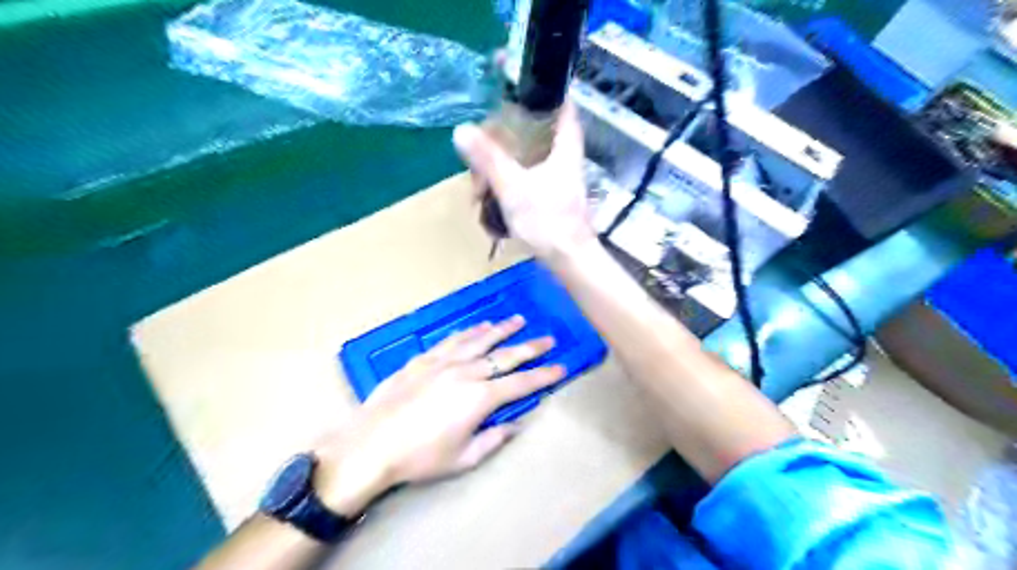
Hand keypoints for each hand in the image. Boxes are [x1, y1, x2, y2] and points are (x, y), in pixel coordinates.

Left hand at [315, 316, 562, 516]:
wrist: (371, 444)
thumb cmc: (420, 457)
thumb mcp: (463, 458)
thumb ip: (493, 438)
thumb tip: (515, 424)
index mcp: (480, 398)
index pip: (521, 383)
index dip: (544, 375)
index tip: (561, 367)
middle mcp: (466, 372)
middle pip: (505, 355)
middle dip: (530, 346)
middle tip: (548, 338)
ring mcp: (443, 361)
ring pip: (479, 340)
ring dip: (501, 329)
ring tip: (517, 320)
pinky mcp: (423, 359)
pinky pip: (452, 339)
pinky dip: (469, 332)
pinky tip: (477, 327)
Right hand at [454, 102, 598, 259]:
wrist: (569, 260)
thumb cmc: (548, 222)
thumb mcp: (514, 188)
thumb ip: (489, 160)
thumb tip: (461, 130)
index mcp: (564, 147)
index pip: (562, 103)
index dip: (541, 88)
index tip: (514, 82)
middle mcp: (563, 157)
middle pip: (534, 131)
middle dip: (504, 137)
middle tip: (479, 148)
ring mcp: (556, 178)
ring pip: (525, 157)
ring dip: (499, 166)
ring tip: (478, 188)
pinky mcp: (549, 196)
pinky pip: (523, 178)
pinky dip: (506, 182)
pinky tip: (488, 198)